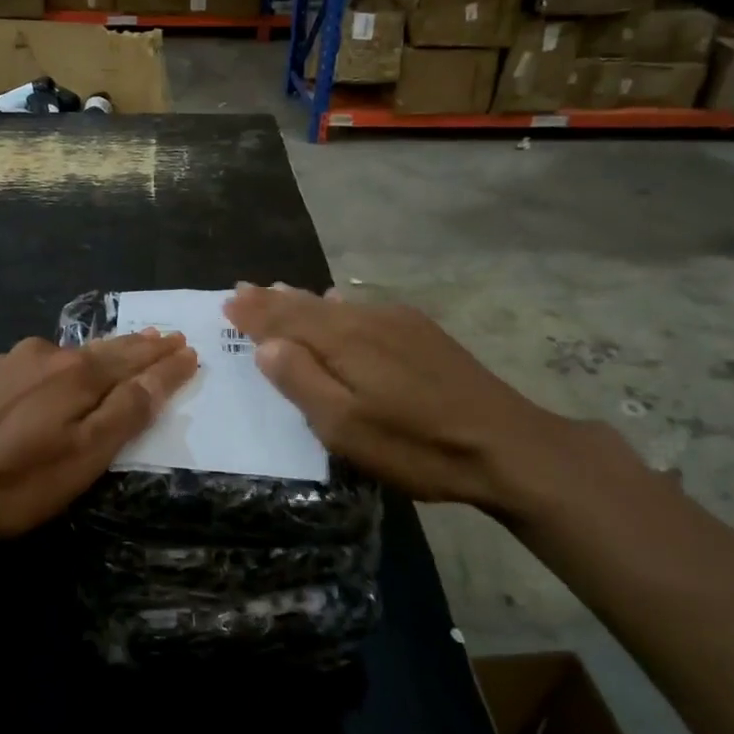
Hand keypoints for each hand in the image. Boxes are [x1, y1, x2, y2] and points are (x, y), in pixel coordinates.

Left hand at [0, 330, 197, 543]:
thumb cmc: (17, 480)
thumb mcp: (84, 455)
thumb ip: (127, 411)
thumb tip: (166, 371)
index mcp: (79, 373)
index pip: (136, 361)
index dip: (165, 359)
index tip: (189, 350)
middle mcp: (50, 355)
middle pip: (108, 349)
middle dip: (141, 345)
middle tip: (168, 337)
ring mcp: (17, 362)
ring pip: (77, 352)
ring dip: (109, 351)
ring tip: (131, 345)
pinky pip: (50, 360)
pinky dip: (75, 360)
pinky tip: (73, 363)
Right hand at [223, 284, 580, 517]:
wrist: (506, 444)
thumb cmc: (416, 445)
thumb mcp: (347, 427)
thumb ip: (303, 382)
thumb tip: (267, 346)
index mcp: (343, 340)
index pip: (285, 318)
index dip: (254, 312)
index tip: (227, 300)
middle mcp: (367, 320)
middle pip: (308, 305)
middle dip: (272, 299)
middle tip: (243, 288)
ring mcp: (398, 323)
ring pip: (336, 304)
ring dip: (301, 300)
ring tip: (278, 292)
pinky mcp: (422, 333)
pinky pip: (363, 308)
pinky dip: (336, 306)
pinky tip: (337, 303)